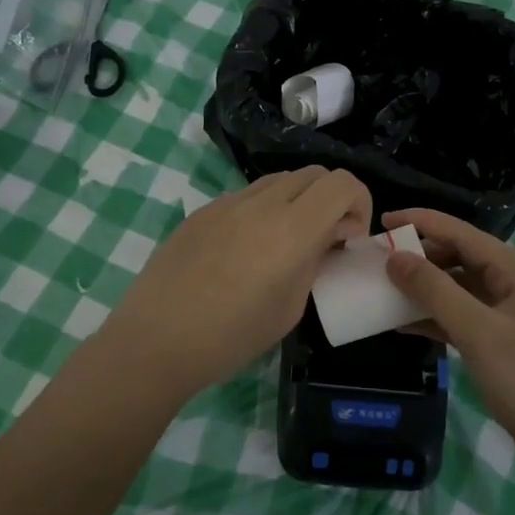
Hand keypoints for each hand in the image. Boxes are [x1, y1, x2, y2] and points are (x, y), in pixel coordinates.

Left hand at [96, 167, 371, 403]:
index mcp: (292, 229)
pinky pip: (247, 195)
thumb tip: (328, 238)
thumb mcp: (290, 308)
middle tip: (326, 238)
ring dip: (298, 200)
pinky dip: (265, 209)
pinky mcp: (203, 210)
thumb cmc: (231, 337)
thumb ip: (315, 262)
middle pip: (314, 173)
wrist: (155, 341)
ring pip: (280, 179)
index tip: (350, 237)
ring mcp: (228, 202)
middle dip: (332, 199)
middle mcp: (262, 203)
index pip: (342, 183)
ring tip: (287, 242)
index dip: (359, 202)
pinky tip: (247, 249)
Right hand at [383, 208, 514, 475]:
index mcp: (514, 269)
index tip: (381, 221)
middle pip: (457, 256)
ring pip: (455, 288)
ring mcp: (505, 313)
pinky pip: (458, 317)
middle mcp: (510, 283)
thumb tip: (394, 257)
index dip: (420, 222)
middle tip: (376, 262)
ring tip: (382, 290)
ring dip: (422, 289)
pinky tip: (401, 324)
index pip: (460, 232)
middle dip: (418, 257)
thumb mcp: (478, 332)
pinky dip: (432, 317)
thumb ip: (434, 291)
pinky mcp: (498, 341)